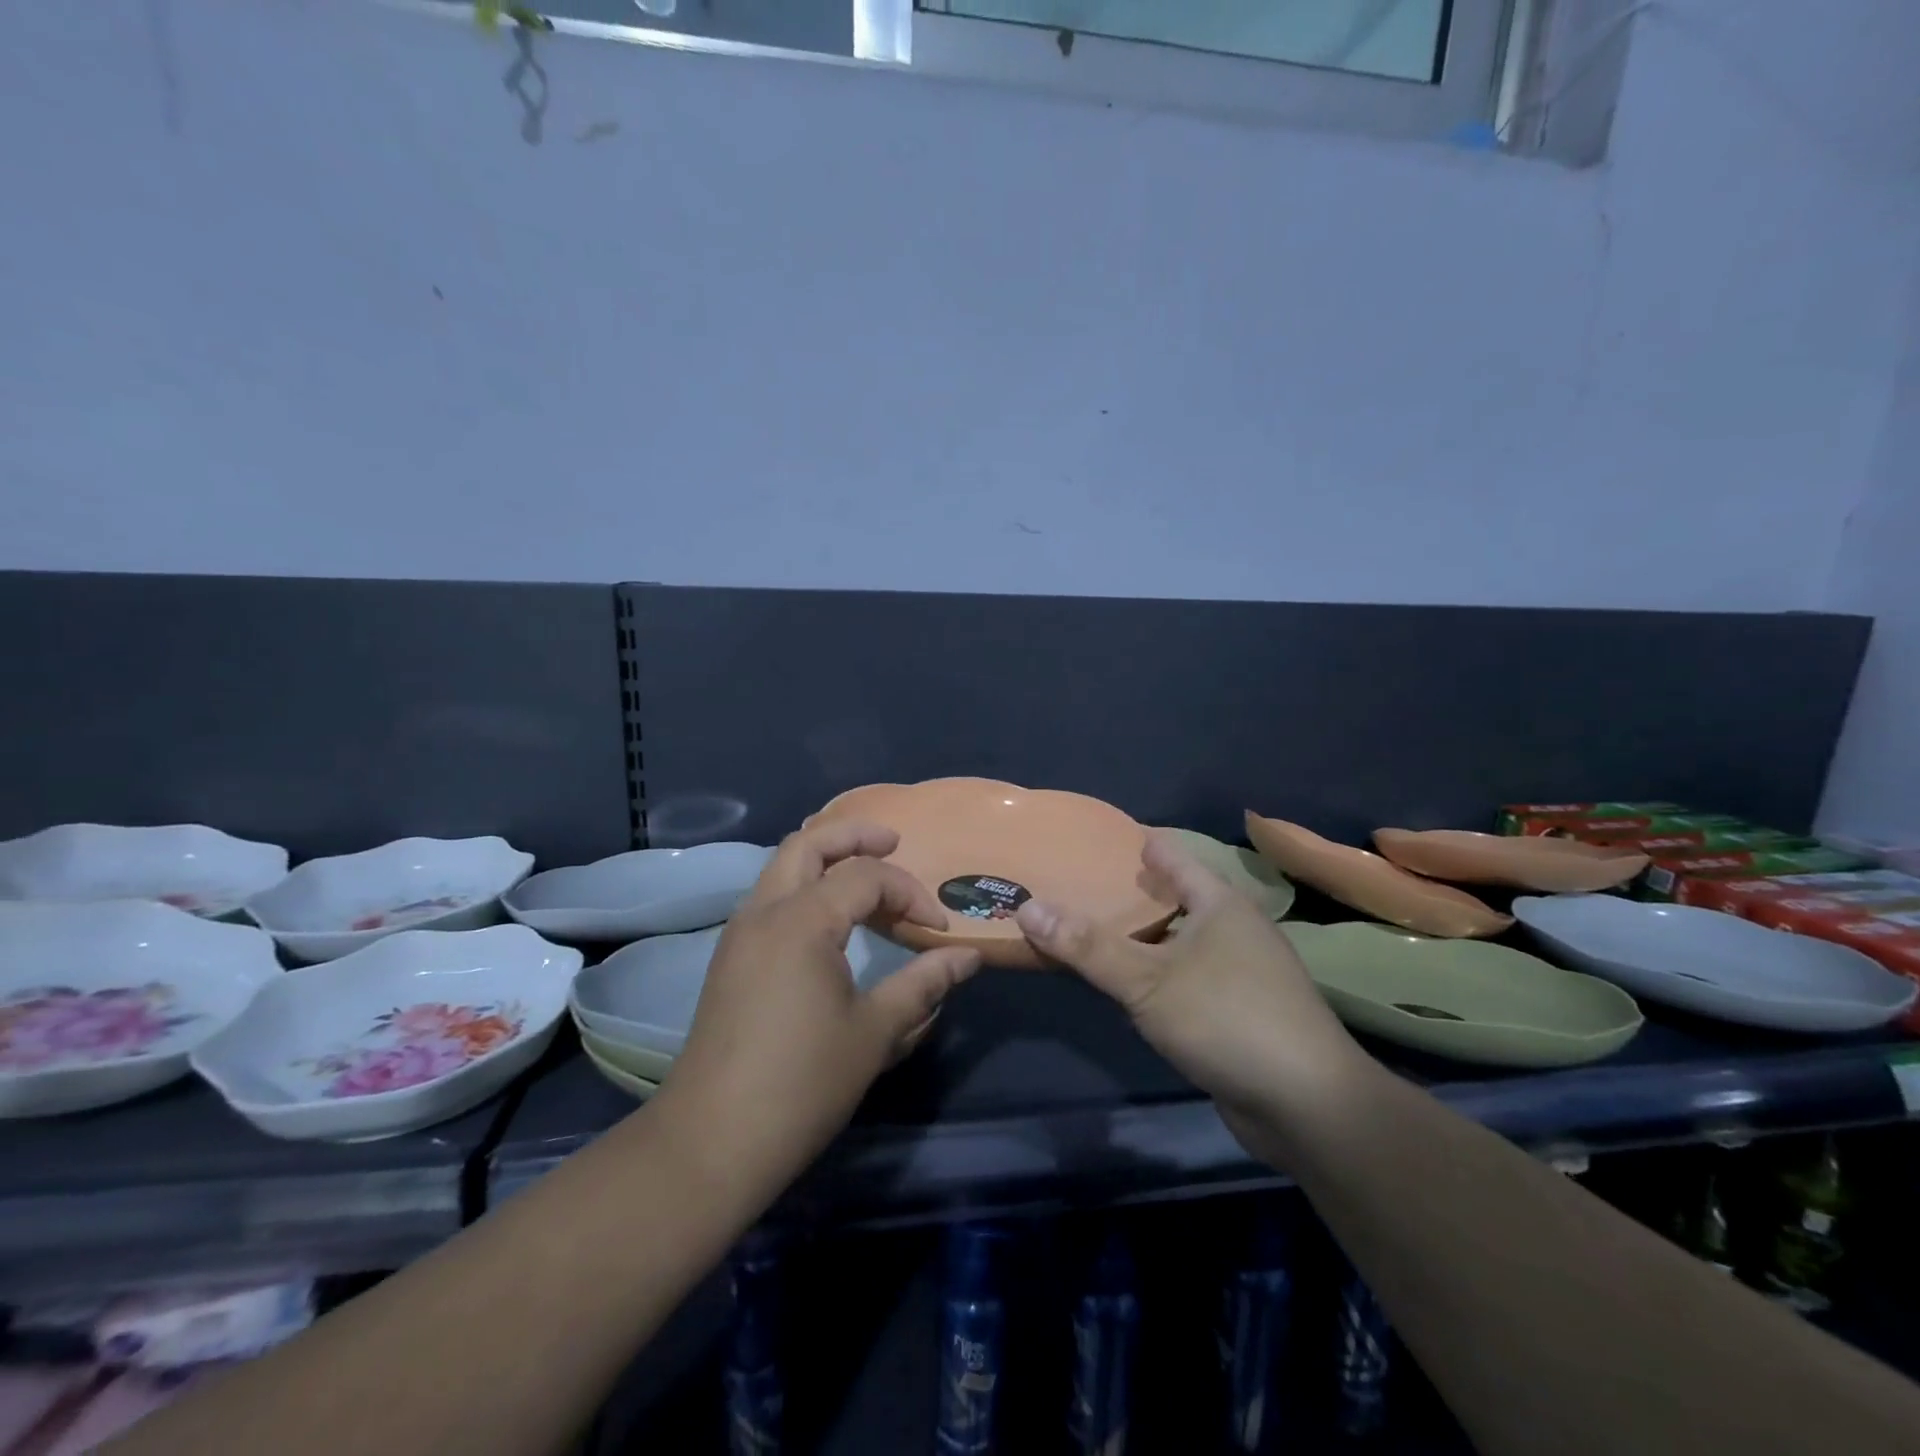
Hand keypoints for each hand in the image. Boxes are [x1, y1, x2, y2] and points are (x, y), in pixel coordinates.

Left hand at [659, 822, 981, 1188]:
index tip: (939, 929)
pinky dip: (804, 884)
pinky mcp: (730, 958)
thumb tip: (968, 957)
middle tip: (894, 841)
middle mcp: (764, 911)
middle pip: (808, 842)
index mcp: (801, 921)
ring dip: (824, 856)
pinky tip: (828, 916)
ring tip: (864, 872)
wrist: (711, 1141)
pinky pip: (770, 896)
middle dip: (855, 834)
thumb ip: (924, 983)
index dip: (910, 893)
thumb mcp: (875, 1032)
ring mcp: (740, 933)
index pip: (866, 876)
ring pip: (782, 865)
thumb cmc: (802, 1084)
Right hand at [1015, 830, 1374, 1144]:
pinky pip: (1186, 976)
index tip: (1092, 838)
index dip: (1135, 843)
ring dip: (1142, 935)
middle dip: (1130, 891)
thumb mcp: (1147, 980)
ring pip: (1180, 939)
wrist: (1309, 1107)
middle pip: (1176, 896)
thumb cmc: (1227, 1019)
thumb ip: (1087, 945)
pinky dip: (1155, 971)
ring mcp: (1242, 972)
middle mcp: (1235, 929)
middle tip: (1077, 884)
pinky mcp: (1239, 1011)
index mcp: (1220, 903)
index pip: (1173, 855)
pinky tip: (1127, 983)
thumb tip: (1026, 905)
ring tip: (1092, 928)